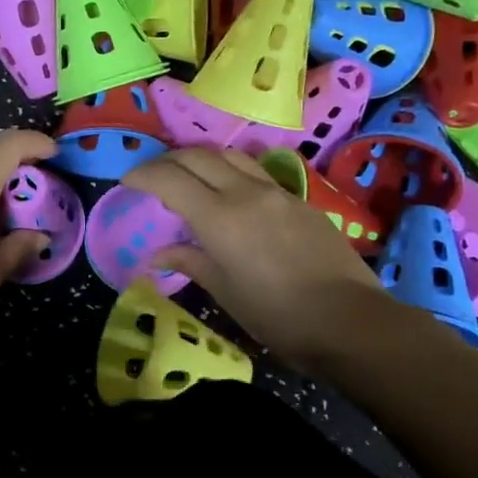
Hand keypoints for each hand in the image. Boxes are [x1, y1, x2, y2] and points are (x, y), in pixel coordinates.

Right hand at [124, 147, 390, 377]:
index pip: (169, 179)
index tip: (126, 181)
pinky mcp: (300, 200)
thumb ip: (190, 261)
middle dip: (167, 160)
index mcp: (220, 217)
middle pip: (197, 156)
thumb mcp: (225, 292)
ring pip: (230, 155)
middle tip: (151, 177)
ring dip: (201, 159)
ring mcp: (277, 192)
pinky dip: (230, 172)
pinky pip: (256, 172)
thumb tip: (159, 253)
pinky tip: (230, 195)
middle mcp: (246, 192)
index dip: (142, 174)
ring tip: (188, 177)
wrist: (351, 321)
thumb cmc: (278, 316)